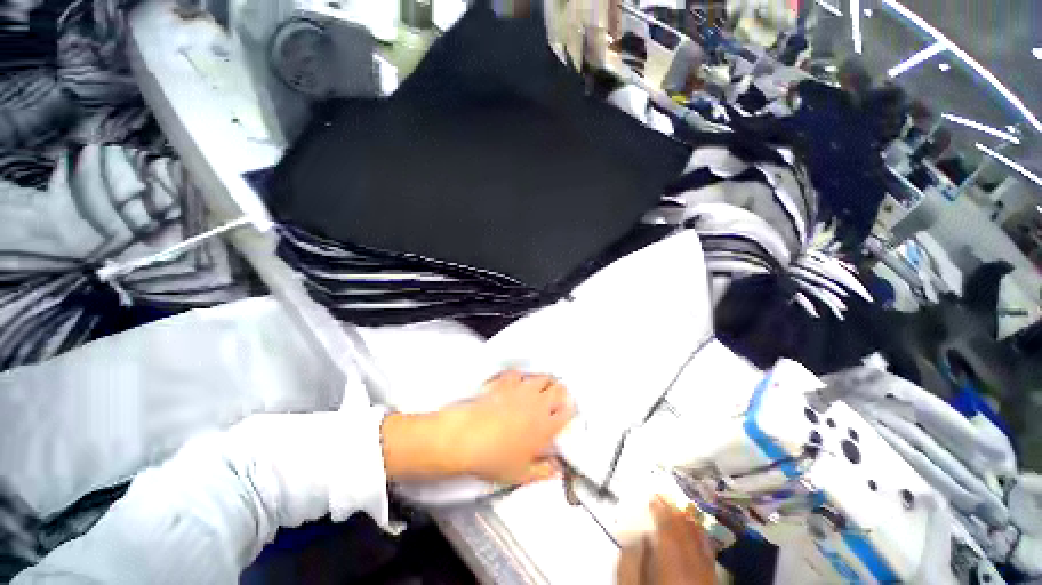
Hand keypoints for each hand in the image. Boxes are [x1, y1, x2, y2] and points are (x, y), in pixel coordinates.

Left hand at [382, 371, 574, 485]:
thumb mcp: (521, 473)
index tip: (566, 413)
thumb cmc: (495, 458)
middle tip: (556, 398)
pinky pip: (518, 374)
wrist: (467, 437)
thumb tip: (558, 470)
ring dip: (544, 382)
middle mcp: (538, 403)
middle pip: (558, 388)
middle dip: (560, 392)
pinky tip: (516, 383)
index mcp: (545, 425)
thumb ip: (543, 471)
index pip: (567, 412)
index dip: (569, 410)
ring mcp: (521, 390)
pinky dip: (520, 377)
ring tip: (539, 389)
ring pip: (541, 377)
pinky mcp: (505, 382)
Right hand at [617, 497, 718, 584]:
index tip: (652, 496)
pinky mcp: (712, 584)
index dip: (661, 511)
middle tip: (665, 495)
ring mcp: (706, 578)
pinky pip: (709, 556)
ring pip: (701, 544)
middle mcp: (693, 569)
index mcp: (672, 566)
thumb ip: (630, 562)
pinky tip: (698, 533)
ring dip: (690, 523)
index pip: (669, 531)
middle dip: (675, 513)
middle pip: (686, 534)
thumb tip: (636, 535)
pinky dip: (702, 540)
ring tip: (680, 507)